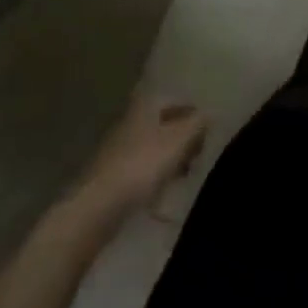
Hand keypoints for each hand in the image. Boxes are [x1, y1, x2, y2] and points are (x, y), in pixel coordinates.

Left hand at [77, 92, 208, 213]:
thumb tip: (210, 113)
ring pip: (152, 146)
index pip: (174, 100)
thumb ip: (198, 122)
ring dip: (170, 157)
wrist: (97, 208)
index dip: (192, 112)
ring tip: (185, 174)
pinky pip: (141, 168)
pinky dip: (155, 175)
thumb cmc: (143, 165)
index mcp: (145, 106)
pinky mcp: (111, 176)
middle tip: (199, 153)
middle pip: (163, 123)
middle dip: (183, 136)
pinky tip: (164, 190)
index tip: (208, 129)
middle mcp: (130, 121)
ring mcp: (117, 149)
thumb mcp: (180, 139)